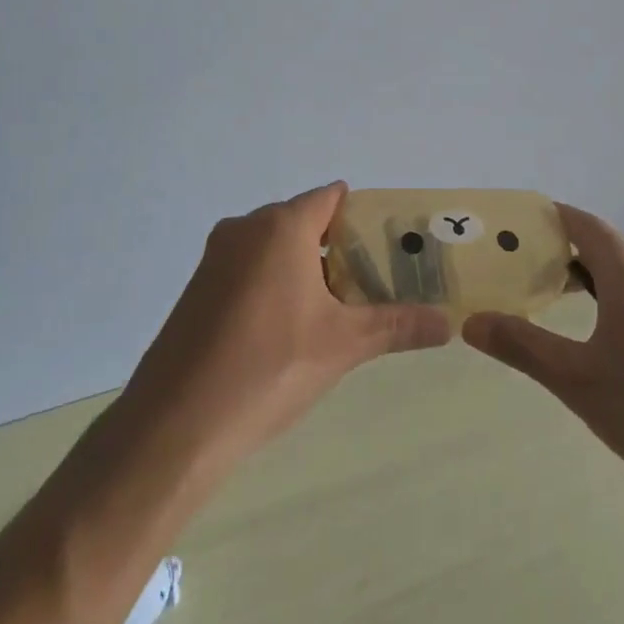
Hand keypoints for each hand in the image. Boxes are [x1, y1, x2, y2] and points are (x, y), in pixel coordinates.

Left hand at [110, 182, 451, 480]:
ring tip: (344, 308)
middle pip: (306, 222)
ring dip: (309, 270)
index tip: (393, 244)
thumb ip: (396, 325)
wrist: (175, 426)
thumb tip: (448, 323)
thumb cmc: (268, 368)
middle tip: (378, 281)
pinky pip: (250, 270)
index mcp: (280, 226)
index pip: (332, 198)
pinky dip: (276, 285)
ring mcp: (216, 259)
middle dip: (341, 248)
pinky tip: (293, 330)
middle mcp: (245, 229)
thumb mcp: (342, 345)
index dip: (366, 215)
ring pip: (276, 249)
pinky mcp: (199, 289)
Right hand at [463, 205, 623, 515]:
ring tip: (587, 327)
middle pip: (617, 257)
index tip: (533, 223)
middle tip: (547, 284)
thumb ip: (522, 347)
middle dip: (580, 264)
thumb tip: (471, 322)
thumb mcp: (577, 383)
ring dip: (613, 293)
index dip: (560, 219)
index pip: (590, 228)